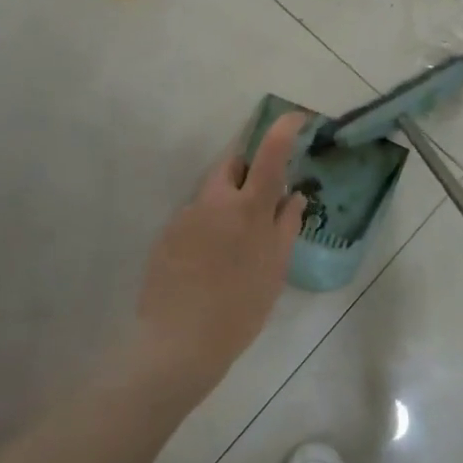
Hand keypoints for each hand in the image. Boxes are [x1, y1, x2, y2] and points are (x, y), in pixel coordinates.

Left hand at [131, 113, 307, 406]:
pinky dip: (209, 225)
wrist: (177, 345)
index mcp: (248, 207)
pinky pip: (195, 217)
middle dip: (249, 168)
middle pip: (232, 164)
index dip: (284, 128)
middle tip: (263, 195)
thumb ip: (286, 225)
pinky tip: (210, 261)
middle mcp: (214, 201)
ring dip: (228, 201)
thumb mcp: (275, 269)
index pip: (270, 153)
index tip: (296, 117)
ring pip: (212, 192)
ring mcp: (185, 217)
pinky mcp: (166, 236)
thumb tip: (295, 196)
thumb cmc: (239, 308)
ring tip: (236, 243)